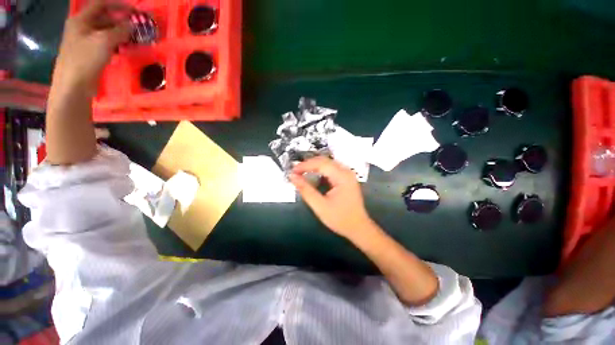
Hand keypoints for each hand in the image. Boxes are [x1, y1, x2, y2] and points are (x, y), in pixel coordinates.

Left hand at [53, 0, 130, 92]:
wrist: (73, 85)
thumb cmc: (85, 59)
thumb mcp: (104, 41)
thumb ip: (120, 30)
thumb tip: (132, 24)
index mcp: (81, 19)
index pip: (101, 4)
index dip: (119, 5)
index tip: (136, 12)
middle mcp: (82, 27)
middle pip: (104, 18)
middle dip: (121, 21)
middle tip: (137, 28)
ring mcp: (84, 41)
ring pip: (105, 31)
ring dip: (120, 33)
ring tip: (134, 39)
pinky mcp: (89, 53)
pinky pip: (105, 43)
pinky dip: (116, 43)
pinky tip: (124, 48)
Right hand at [289, 157, 374, 238]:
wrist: (358, 228)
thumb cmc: (340, 219)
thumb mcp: (320, 206)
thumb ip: (305, 190)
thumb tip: (292, 177)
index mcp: (342, 176)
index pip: (321, 163)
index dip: (305, 165)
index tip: (292, 171)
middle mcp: (346, 171)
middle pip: (324, 161)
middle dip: (308, 165)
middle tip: (295, 172)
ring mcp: (347, 174)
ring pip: (327, 163)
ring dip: (313, 167)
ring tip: (301, 173)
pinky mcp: (346, 178)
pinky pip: (331, 169)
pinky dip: (320, 171)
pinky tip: (313, 176)